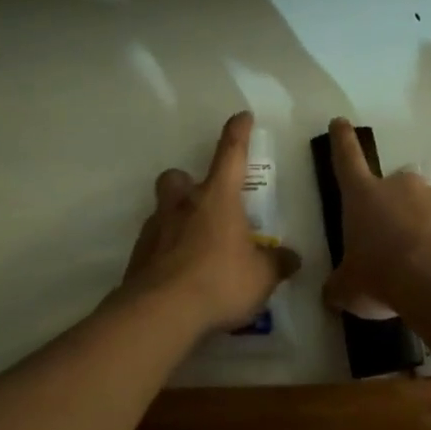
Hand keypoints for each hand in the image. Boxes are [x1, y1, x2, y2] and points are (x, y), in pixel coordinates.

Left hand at [120, 112, 300, 334]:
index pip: (230, 153)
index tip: (242, 116)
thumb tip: (292, 258)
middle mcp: (183, 205)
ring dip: (176, 219)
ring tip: (195, 246)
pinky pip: (153, 244)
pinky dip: (165, 252)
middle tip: (204, 203)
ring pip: (162, 210)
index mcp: (217, 198)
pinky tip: (179, 275)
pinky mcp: (138, 257)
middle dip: (187, 183)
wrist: (161, 313)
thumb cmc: (220, 281)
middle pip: (178, 177)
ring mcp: (156, 230)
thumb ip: (277, 263)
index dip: (237, 133)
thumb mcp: (262, 276)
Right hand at [320, 117, 430, 319]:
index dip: (341, 140)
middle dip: (390, 211)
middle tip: (389, 245)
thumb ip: (339, 285)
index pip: (347, 158)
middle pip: (390, 190)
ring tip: (417, 266)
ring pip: (421, 208)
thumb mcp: (349, 288)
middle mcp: (398, 186)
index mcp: (363, 195)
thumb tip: (332, 293)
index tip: (340, 121)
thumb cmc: (382, 275)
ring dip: (417, 228)